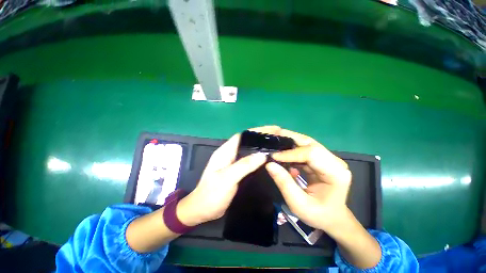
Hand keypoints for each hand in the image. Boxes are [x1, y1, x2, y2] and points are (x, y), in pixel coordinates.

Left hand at [177, 126, 280, 225]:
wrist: (202, 210)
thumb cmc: (211, 194)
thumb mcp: (227, 178)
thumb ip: (244, 165)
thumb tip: (262, 155)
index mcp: (225, 151)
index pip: (242, 135)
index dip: (256, 131)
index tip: (271, 131)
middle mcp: (229, 153)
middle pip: (246, 141)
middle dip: (260, 137)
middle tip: (276, 137)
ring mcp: (232, 162)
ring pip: (248, 150)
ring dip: (260, 147)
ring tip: (274, 145)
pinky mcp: (235, 169)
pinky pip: (248, 159)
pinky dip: (257, 157)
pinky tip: (266, 159)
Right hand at [266, 128, 381, 268]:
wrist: (333, 218)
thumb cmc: (319, 215)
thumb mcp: (299, 204)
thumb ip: (284, 183)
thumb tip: (269, 165)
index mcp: (335, 172)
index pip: (311, 153)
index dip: (290, 153)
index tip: (273, 156)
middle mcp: (334, 161)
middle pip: (309, 143)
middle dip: (289, 138)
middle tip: (272, 136)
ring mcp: (328, 159)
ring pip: (306, 144)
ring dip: (289, 142)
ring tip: (274, 141)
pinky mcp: (321, 160)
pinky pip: (304, 150)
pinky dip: (291, 149)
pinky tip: (281, 152)